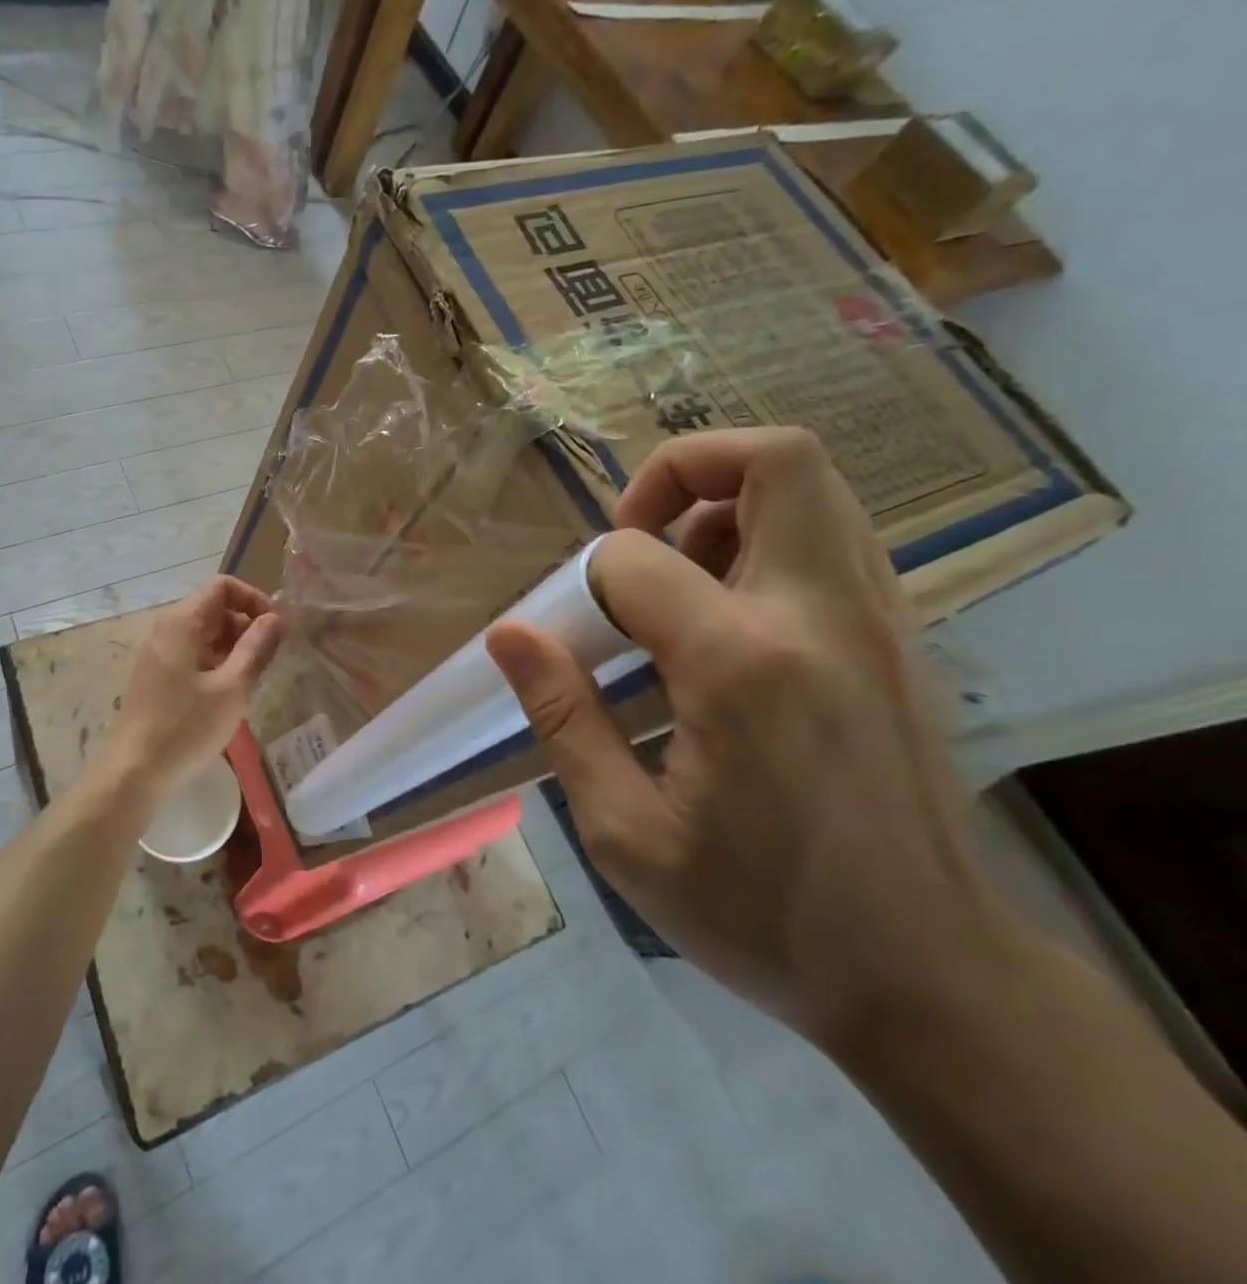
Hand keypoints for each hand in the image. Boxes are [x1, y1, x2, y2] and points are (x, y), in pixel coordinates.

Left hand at [101, 576, 285, 802]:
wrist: (134, 771)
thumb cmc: (187, 727)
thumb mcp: (232, 687)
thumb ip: (257, 647)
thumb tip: (277, 618)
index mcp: (182, 622)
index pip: (223, 586)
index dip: (254, 599)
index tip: (276, 628)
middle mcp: (166, 629)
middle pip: (213, 608)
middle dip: (246, 626)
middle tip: (268, 659)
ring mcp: (157, 652)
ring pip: (204, 633)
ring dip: (232, 647)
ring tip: (251, 679)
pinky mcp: (155, 675)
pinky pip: (191, 653)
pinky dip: (215, 662)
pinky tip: (227, 693)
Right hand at [487, 428, 1003, 1050]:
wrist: (935, 982)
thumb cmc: (762, 915)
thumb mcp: (626, 834)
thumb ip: (563, 717)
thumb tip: (508, 634)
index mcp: (744, 666)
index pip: (635, 560)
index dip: (584, 583)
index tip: (574, 637)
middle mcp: (824, 617)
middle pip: (777, 460)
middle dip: (684, 468)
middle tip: (635, 533)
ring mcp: (880, 623)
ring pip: (814, 489)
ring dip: (727, 504)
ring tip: (676, 578)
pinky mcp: (902, 643)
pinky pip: (833, 540)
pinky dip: (768, 541)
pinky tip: (727, 619)